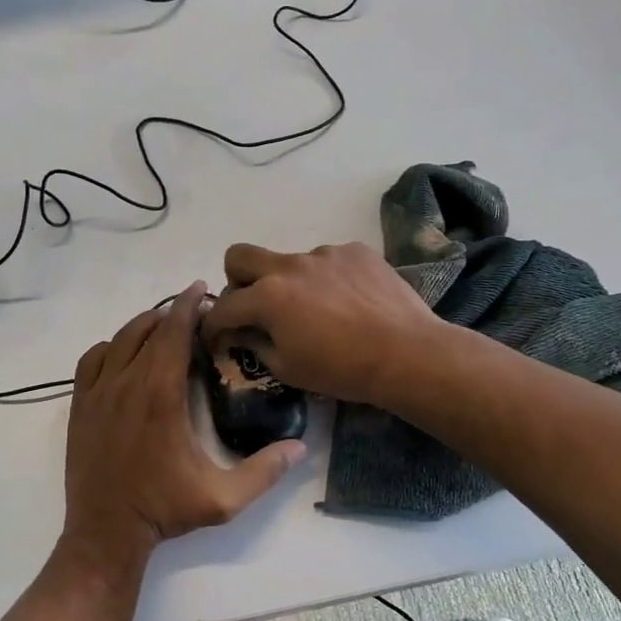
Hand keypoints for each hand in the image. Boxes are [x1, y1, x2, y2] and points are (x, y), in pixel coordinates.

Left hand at [65, 282, 303, 558]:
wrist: (106, 531)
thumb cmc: (164, 510)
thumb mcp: (223, 498)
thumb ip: (264, 471)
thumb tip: (300, 447)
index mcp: (161, 394)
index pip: (175, 332)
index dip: (189, 305)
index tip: (202, 289)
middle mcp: (127, 382)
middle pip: (148, 328)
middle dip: (172, 312)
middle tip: (194, 311)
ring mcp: (98, 392)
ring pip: (120, 339)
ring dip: (143, 326)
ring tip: (164, 326)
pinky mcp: (80, 405)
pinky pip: (92, 359)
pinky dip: (111, 347)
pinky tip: (124, 354)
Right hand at [202, 243, 446, 406]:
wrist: (408, 354)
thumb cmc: (342, 370)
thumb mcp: (287, 368)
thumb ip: (254, 343)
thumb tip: (239, 332)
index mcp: (267, 296)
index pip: (224, 306)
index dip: (212, 325)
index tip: (216, 337)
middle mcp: (289, 265)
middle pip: (239, 256)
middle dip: (235, 280)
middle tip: (253, 306)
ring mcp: (324, 253)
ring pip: (289, 262)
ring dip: (289, 283)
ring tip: (318, 311)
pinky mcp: (354, 250)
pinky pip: (327, 261)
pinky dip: (326, 279)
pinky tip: (348, 302)